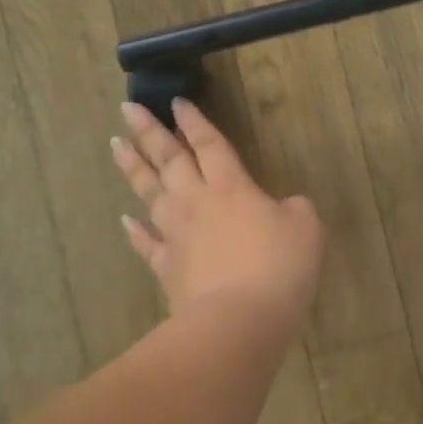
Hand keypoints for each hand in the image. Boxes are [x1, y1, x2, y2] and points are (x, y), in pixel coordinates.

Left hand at [112, 100, 324, 330]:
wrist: (238, 322)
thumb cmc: (277, 267)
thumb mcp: (306, 228)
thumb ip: (295, 209)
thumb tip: (284, 207)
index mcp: (231, 186)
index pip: (209, 144)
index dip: (193, 121)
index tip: (176, 101)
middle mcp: (197, 202)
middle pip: (170, 160)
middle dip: (149, 131)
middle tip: (128, 108)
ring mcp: (176, 235)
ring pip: (150, 193)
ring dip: (134, 168)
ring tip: (116, 145)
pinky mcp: (167, 269)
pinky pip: (146, 244)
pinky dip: (135, 231)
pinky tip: (124, 220)